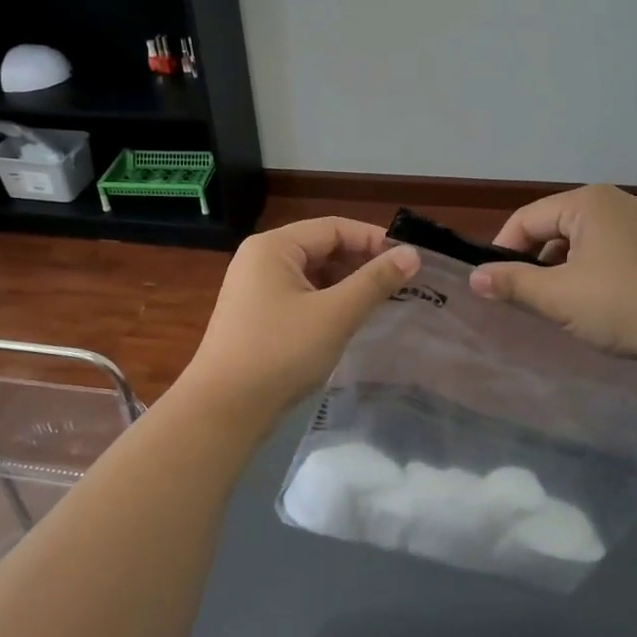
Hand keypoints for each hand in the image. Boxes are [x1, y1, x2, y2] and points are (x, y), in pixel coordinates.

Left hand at [181, 218, 420, 421]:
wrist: (224, 409)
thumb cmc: (280, 352)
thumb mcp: (335, 314)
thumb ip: (375, 281)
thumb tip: (412, 253)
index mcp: (274, 246)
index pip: (334, 228)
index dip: (374, 240)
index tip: (411, 260)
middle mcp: (261, 258)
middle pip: (322, 248)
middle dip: (362, 262)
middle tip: (403, 283)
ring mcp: (255, 288)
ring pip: (313, 274)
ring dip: (347, 284)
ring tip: (383, 301)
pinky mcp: (257, 315)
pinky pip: (301, 296)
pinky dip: (328, 302)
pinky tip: (351, 319)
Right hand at [468, 186, 636, 366]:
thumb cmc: (624, 305)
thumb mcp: (559, 296)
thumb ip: (512, 283)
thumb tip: (474, 277)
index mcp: (588, 202)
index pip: (526, 219)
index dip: (503, 251)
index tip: (494, 287)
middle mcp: (613, 203)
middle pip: (552, 228)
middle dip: (534, 262)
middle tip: (524, 299)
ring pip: (578, 243)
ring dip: (560, 272)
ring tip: (556, 306)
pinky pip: (603, 254)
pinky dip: (587, 275)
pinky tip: (591, 305)